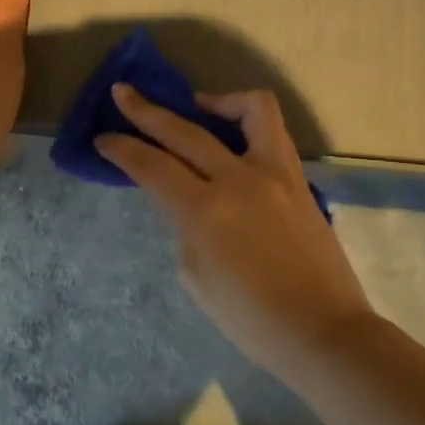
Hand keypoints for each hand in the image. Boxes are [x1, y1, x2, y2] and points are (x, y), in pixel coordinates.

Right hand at [97, 85, 373, 376]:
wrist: (321, 330)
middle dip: (145, 110)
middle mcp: (238, 180)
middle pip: (184, 130)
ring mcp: (275, 173)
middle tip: (123, 93)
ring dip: (215, 100)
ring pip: (249, 108)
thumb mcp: (196, 274)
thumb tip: (184, 197)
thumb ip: (184, 224)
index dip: (121, 148)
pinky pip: (273, 130)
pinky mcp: (298, 177)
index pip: (152, 166)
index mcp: (205, 212)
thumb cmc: (250, 318)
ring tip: (197, 105)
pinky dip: (248, 119)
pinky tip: (233, 136)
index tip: (103, 138)